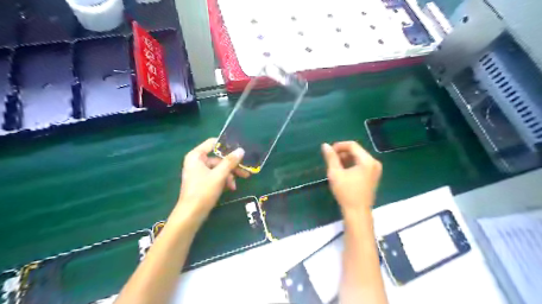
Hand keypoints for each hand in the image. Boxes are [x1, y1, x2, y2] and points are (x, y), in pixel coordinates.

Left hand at [175, 137, 247, 222]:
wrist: (191, 215)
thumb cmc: (203, 191)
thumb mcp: (219, 175)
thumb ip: (230, 162)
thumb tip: (241, 150)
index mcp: (196, 156)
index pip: (213, 143)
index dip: (226, 145)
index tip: (240, 150)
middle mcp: (197, 161)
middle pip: (218, 158)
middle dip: (232, 166)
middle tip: (245, 171)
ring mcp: (199, 172)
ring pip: (219, 168)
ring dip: (229, 175)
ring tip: (236, 184)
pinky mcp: (202, 182)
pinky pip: (216, 176)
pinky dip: (224, 180)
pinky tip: (231, 188)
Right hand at [321, 141, 379, 214]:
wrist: (357, 212)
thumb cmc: (346, 192)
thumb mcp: (335, 173)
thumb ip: (331, 157)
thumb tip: (325, 145)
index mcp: (367, 160)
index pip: (352, 145)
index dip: (339, 146)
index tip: (328, 152)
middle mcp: (374, 163)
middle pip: (356, 151)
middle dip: (342, 153)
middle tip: (331, 160)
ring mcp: (375, 170)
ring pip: (358, 158)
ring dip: (346, 159)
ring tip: (335, 166)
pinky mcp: (373, 176)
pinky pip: (362, 165)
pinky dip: (352, 165)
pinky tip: (343, 171)